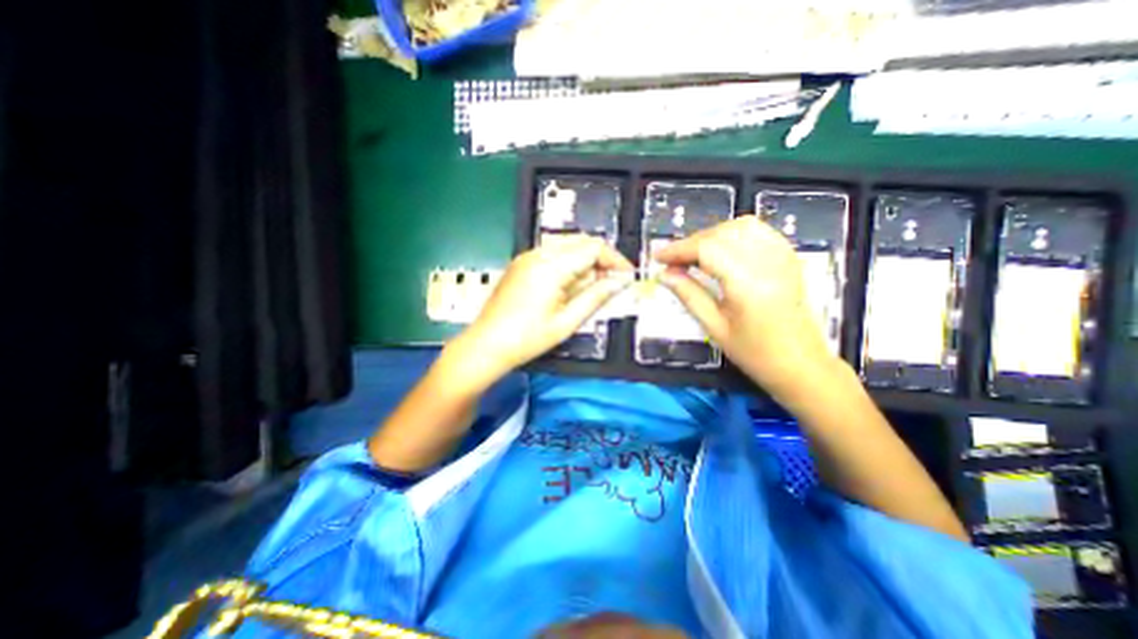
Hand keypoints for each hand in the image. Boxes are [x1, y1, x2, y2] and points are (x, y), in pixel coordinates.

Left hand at [459, 236, 636, 376]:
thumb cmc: (527, 339)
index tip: (627, 276)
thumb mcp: (567, 322)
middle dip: (601, 258)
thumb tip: (620, 281)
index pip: (593, 248)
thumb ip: (596, 297)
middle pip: (581, 241)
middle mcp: (538, 254)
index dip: (615, 260)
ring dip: (586, 260)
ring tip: (594, 286)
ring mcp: (527, 257)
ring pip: (567, 245)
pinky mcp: (521, 264)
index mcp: (551, 266)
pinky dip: (569, 263)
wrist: (486, 345)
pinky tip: (571, 285)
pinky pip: (553, 253)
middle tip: (612, 282)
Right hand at [655, 216, 839, 399]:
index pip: (707, 249)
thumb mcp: (714, 327)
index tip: (659, 258)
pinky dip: (732, 234)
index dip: (679, 249)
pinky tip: (721, 250)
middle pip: (722, 233)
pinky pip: (758, 231)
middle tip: (674, 261)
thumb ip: (689, 295)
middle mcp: (768, 263)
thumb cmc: (755, 353)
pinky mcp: (789, 257)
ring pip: (740, 226)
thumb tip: (664, 275)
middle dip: (692, 242)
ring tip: (694, 255)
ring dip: (711, 235)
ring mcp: (783, 257)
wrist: (801, 364)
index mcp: (748, 284)